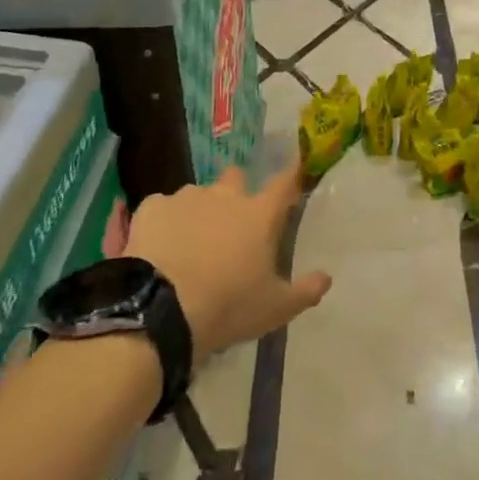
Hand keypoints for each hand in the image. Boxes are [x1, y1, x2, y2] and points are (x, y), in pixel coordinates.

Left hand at [127, 165, 329, 360]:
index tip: (296, 169)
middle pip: (236, 177)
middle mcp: (226, 196)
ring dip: (198, 210)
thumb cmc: (228, 306)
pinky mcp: (152, 207)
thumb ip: (306, 291)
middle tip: (230, 224)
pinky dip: (164, 222)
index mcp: (260, 215)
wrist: (161, 310)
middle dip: (236, 191)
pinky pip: (162, 207)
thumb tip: (326, 277)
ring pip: (197, 194)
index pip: (285, 183)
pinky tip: (158, 246)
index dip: (292, 174)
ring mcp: (186, 198)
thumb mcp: (276, 308)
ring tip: (188, 243)